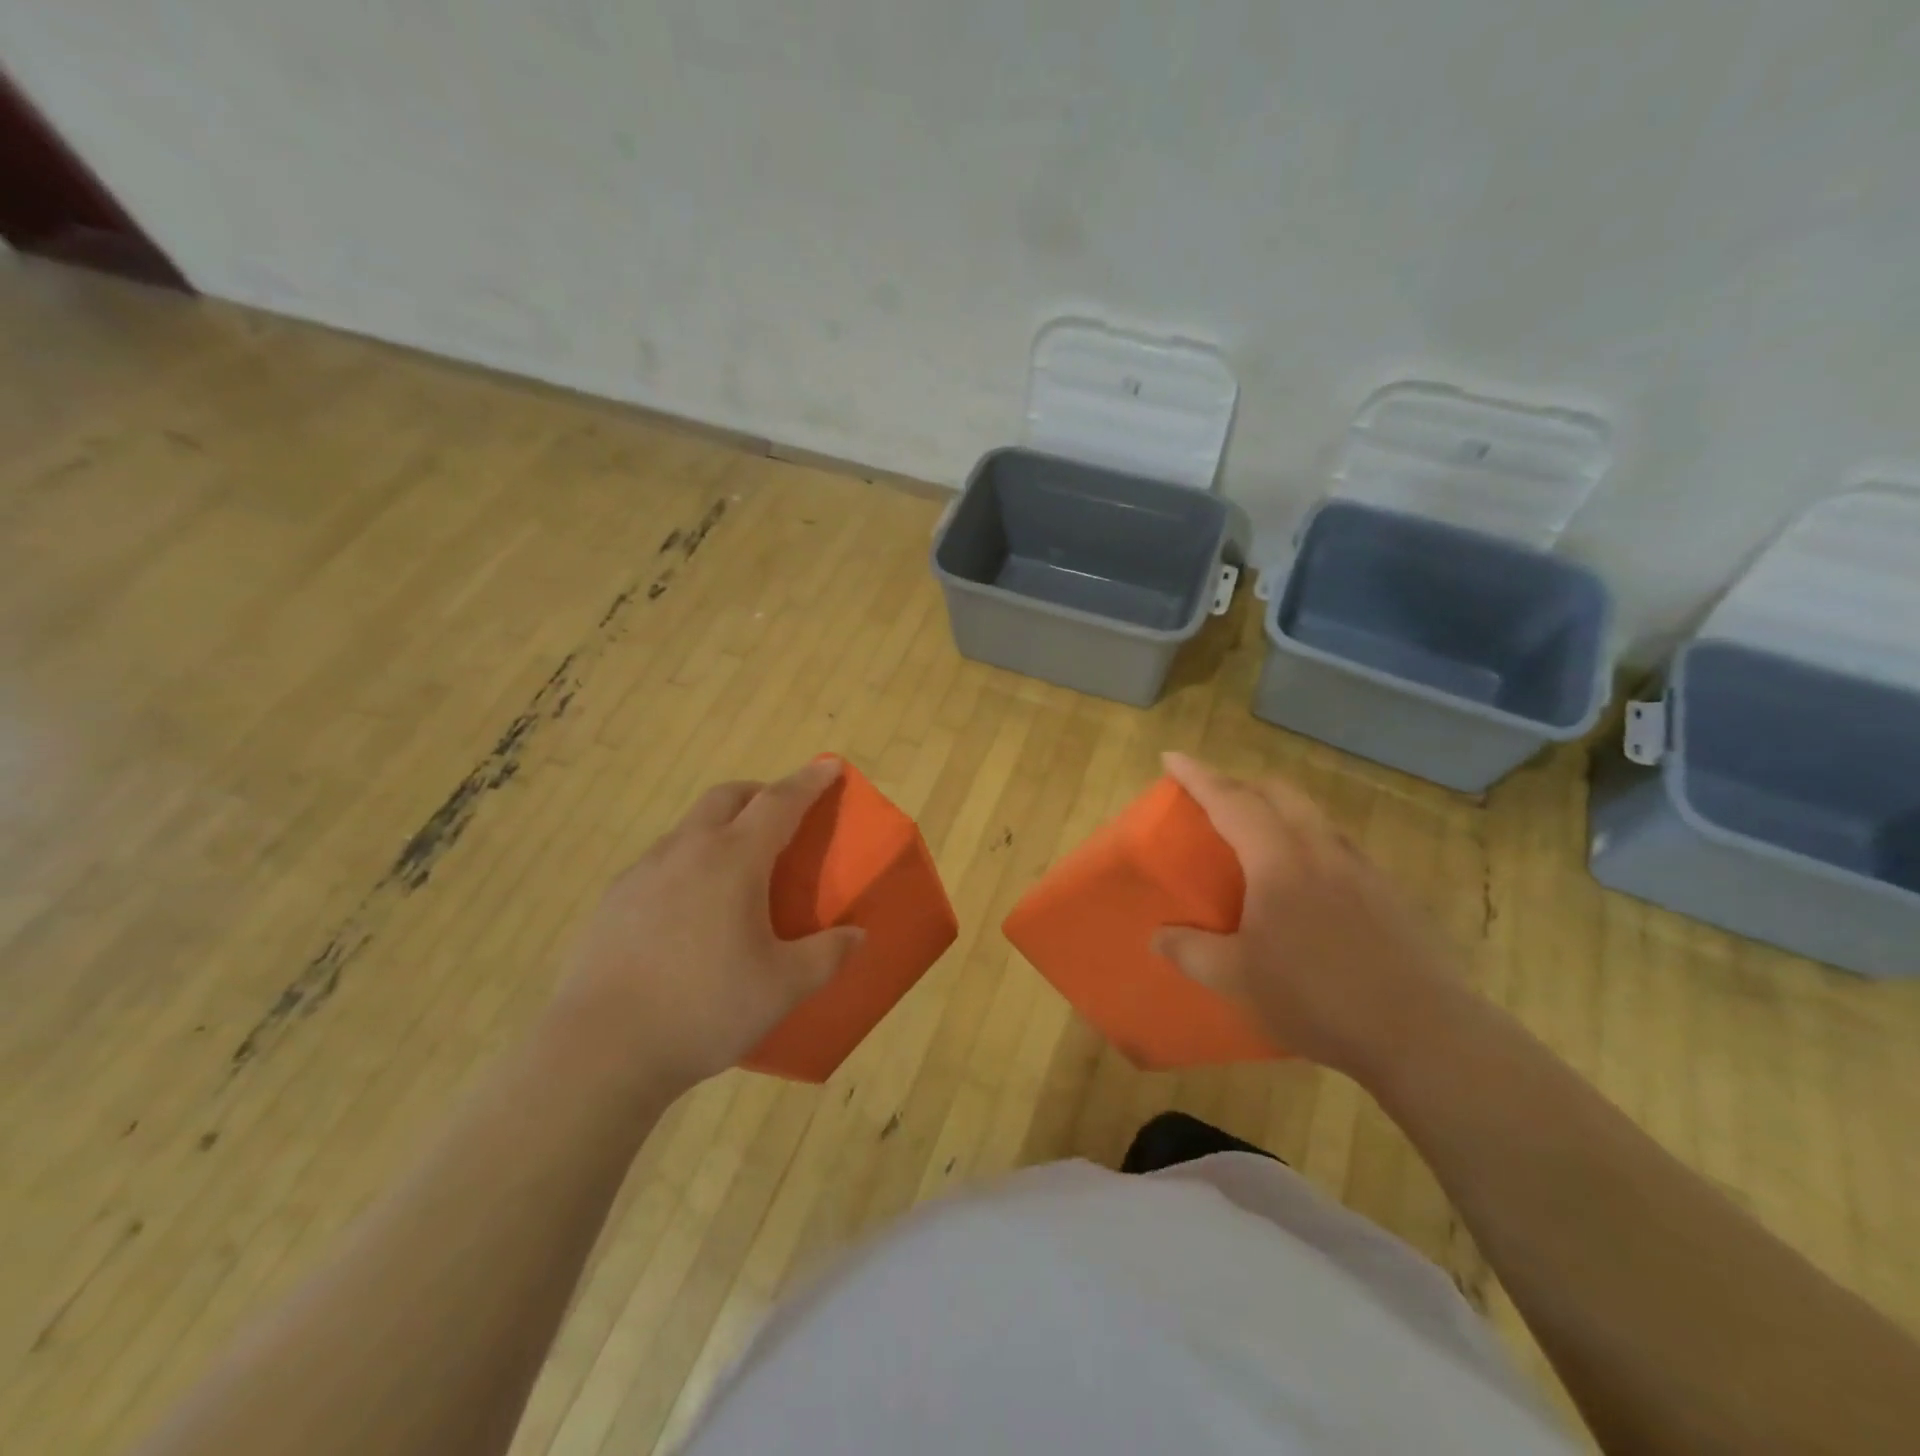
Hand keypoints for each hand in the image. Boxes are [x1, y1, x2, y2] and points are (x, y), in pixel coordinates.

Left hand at [544, 759, 863, 1097]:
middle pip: (727, 797)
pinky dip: (689, 860)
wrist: (601, 1049)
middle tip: (782, 814)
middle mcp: (686, 850)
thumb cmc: (704, 1009)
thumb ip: (827, 955)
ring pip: (690, 826)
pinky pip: (662, 860)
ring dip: (721, 826)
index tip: (829, 765)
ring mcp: (643, 872)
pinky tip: (691, 908)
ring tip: (738, 867)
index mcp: (733, 860)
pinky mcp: (614, 899)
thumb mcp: (783, 988)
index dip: (809, 781)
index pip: (780, 802)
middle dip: (760, 792)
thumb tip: (858, 936)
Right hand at [1152, 752, 1462, 1080]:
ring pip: (1313, 815)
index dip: (1198, 776)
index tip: (1172, 757)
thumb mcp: (1237, 979)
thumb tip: (1158, 937)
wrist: (1424, 1034)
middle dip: (1240, 783)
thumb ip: (1190, 951)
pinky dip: (1309, 840)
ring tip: (1258, 835)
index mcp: (1279, 860)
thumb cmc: (1318, 999)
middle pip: (1278, 792)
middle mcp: (1321, 849)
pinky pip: (1339, 845)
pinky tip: (1309, 882)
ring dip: (1278, 809)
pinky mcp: (1390, 892)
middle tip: (1213, 797)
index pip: (1230, 801)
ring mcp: (1363, 868)